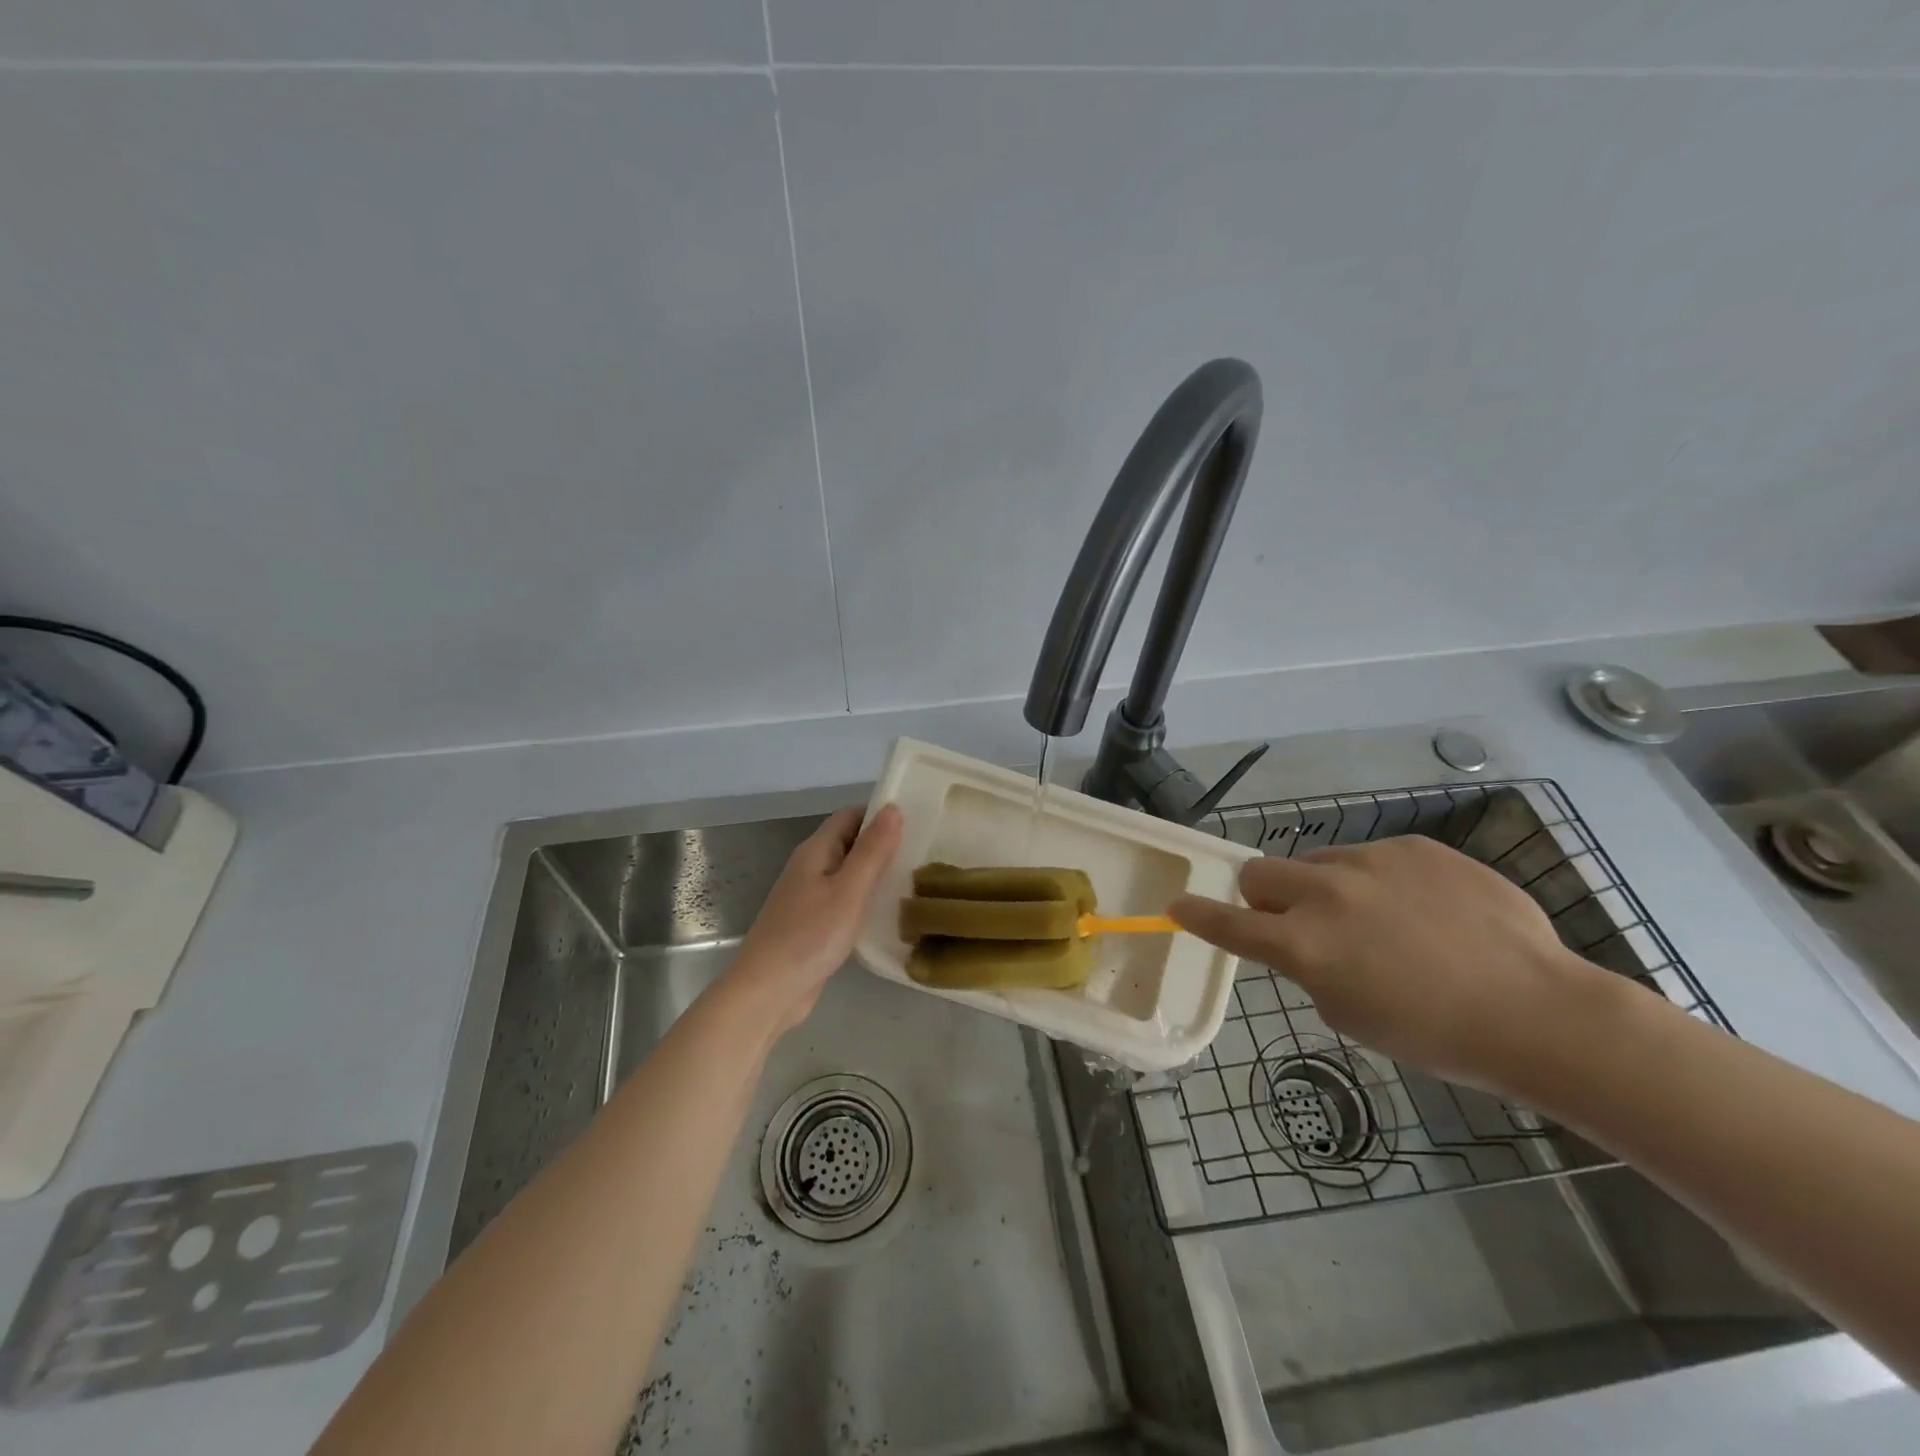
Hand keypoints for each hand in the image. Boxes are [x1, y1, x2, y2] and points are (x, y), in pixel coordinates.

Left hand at [727, 804, 902, 1033]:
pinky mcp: (814, 924)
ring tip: (915, 880)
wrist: (768, 991)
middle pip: (849, 843)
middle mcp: (810, 868)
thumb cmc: (810, 936)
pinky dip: (866, 900)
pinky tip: (890, 913)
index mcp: (815, 851)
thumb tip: (893, 808)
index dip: (879, 814)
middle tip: (923, 852)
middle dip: (883, 844)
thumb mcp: (849, 890)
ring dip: (877, 874)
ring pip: (848, 874)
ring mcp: (810, 897)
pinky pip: (845, 900)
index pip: (850, 816)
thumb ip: (872, 850)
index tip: (916, 821)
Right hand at [1170, 835, 1621, 1097]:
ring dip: (1327, 889)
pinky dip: (1380, 882)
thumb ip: (1309, 969)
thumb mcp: (1349, 1015)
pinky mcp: (1414, 847)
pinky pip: (1374, 858)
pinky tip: (1426, 912)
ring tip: (1382, 921)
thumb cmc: (1436, 1035)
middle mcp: (1325, 893)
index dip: (1196, 914)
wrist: (1538, 1011)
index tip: (1175, 905)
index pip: (1228, 923)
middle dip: (1263, 896)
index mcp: (1304, 945)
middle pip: (1259, 872)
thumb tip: (1305, 942)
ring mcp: (1370, 862)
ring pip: (1319, 863)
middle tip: (1298, 922)